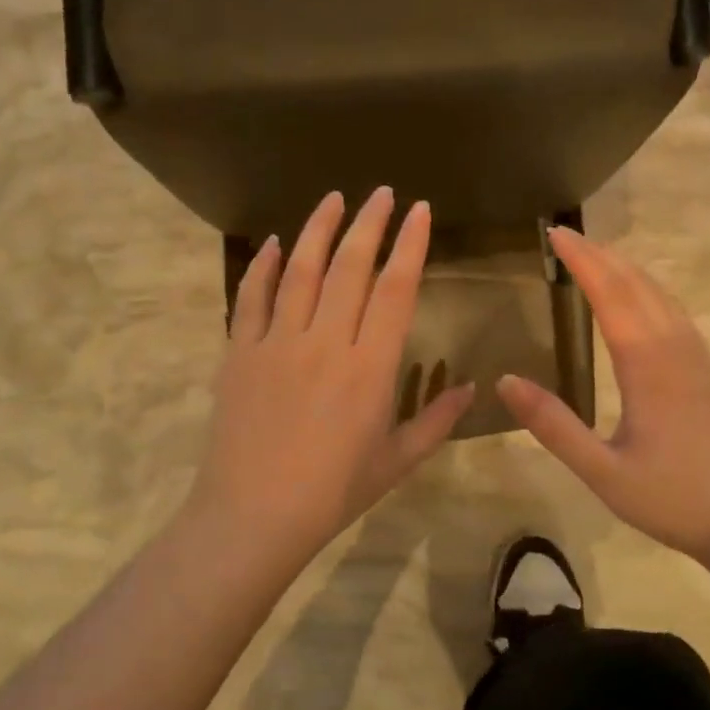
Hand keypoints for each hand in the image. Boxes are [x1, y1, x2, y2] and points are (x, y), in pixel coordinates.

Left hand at [182, 189, 474, 564]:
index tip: (420, 211)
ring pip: (301, 271)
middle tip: (382, 192)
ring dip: (319, 229)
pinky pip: (252, 298)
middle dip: (370, 223)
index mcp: (370, 367)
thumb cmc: (333, 492)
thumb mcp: (397, 462)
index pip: (395, 289)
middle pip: (350, 267)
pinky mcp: (240, 352)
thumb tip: (470, 388)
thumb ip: (436, 421)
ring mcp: (277, 342)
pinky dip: (264, 266)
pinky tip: (275, 243)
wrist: (253, 517)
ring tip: (334, 198)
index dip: (410, 245)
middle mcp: (326, 342)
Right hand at [496, 227, 709, 560]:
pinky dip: (649, 290)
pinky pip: (675, 312)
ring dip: (627, 268)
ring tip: (598, 256)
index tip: (555, 234)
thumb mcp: (604, 471)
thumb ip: (554, 425)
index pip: (610, 293)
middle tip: (566, 236)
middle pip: (637, 284)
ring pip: (661, 294)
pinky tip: (643, 301)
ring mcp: (698, 358)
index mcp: (647, 363)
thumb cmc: (677, 499)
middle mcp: (675, 348)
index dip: (582, 260)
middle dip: (601, 255)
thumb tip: (506, 381)